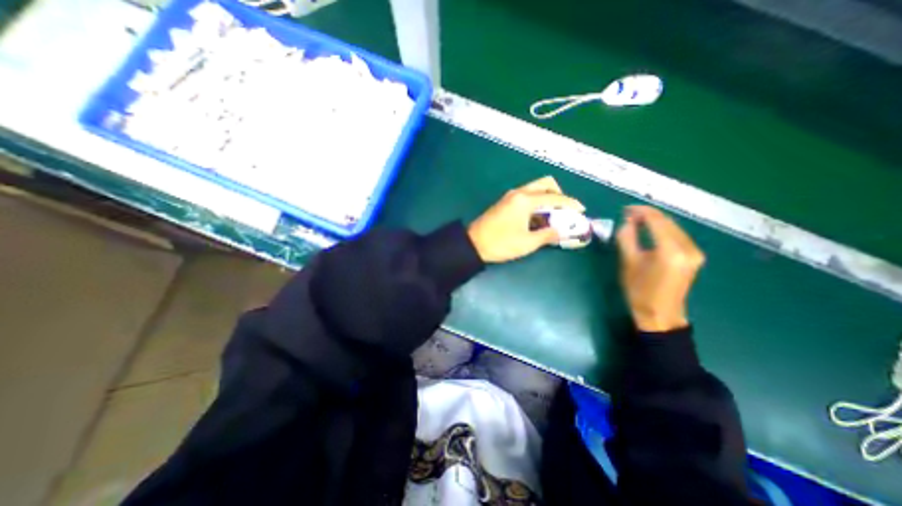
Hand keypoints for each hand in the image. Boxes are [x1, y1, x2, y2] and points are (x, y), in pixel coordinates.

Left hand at [469, 176, 588, 261]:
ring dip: (547, 197)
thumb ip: (547, 235)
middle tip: (564, 210)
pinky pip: (526, 195)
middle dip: (559, 194)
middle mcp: (518, 193)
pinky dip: (537, 201)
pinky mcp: (505, 202)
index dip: (570, 203)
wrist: (473, 244)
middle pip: (545, 183)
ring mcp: (510, 196)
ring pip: (535, 188)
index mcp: (525, 200)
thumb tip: (562, 232)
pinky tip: (538, 216)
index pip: (554, 197)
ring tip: (553, 215)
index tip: (581, 210)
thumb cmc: (500, 244)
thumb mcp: (527, 243)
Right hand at [616, 205, 706, 331]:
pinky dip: (663, 230)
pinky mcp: (694, 256)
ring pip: (674, 227)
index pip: (657, 221)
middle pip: (668, 222)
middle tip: (628, 214)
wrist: (660, 313)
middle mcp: (687, 248)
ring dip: (655, 222)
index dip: (640, 212)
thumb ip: (626, 239)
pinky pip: (678, 235)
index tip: (625, 210)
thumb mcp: (628, 263)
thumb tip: (626, 221)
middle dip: (648, 215)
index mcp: (670, 250)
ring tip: (636, 221)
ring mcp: (694, 252)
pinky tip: (651, 230)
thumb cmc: (639, 290)